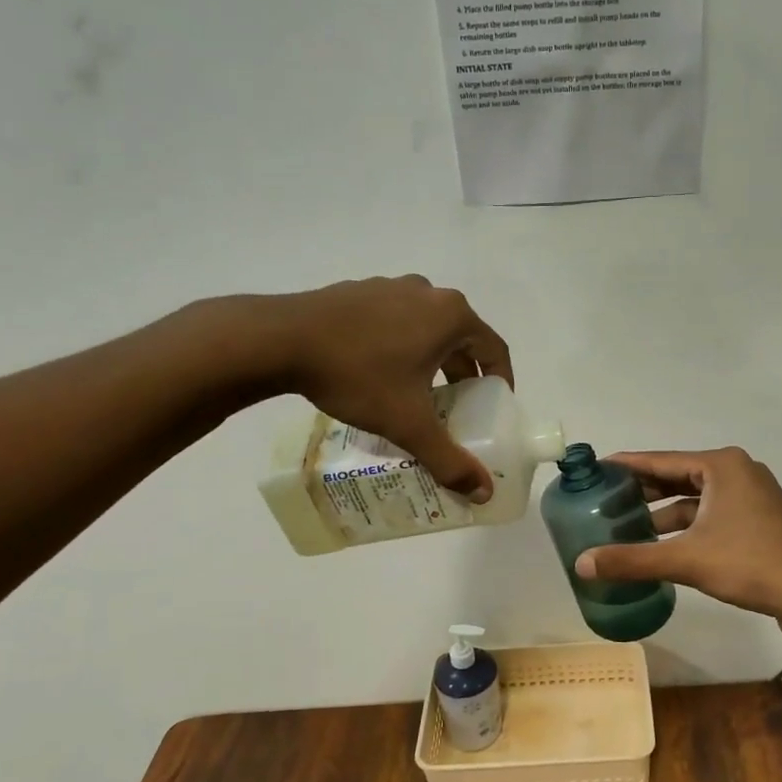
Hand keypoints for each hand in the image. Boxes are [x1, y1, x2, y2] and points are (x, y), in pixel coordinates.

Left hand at [270, 276, 513, 500]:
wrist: (280, 340)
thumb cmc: (358, 375)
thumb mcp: (408, 423)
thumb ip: (449, 459)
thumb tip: (482, 493)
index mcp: (451, 316)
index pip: (495, 349)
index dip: (501, 380)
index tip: (495, 406)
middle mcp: (428, 294)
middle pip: (461, 338)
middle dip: (463, 375)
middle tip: (457, 408)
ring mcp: (391, 287)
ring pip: (427, 328)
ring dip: (431, 360)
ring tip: (418, 394)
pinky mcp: (359, 291)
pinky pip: (395, 320)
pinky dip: (400, 346)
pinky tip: (378, 373)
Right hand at [574, 448, 781, 632]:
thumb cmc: (751, 564)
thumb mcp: (686, 559)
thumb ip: (632, 559)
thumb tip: (581, 564)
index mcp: (722, 465)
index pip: (661, 460)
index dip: (626, 465)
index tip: (596, 469)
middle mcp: (738, 472)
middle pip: (678, 477)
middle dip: (643, 491)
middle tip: (604, 502)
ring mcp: (752, 497)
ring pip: (696, 500)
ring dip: (664, 513)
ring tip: (627, 528)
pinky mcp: (760, 522)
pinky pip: (712, 516)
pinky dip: (686, 527)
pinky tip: (664, 546)